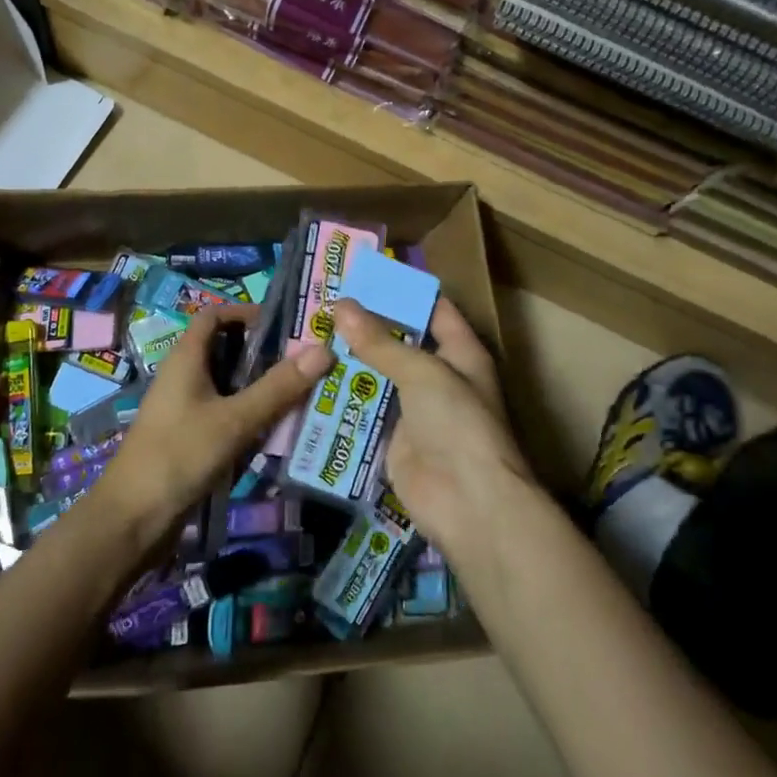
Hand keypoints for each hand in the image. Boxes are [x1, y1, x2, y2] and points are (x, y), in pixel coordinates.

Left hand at [102, 306, 332, 525]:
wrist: (133, 520)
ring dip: (262, 388)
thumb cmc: (179, 455)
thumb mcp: (234, 420)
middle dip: (265, 354)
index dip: (246, 313)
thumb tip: (324, 350)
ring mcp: (187, 410)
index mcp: (186, 359)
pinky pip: (227, 416)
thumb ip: (278, 387)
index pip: (214, 316)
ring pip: (230, 386)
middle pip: (227, 350)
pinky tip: (280, 430)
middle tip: (308, 361)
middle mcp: (184, 378)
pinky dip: (252, 416)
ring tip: (306, 393)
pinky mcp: (191, 438)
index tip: (286, 325)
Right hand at [333, 296, 532, 557]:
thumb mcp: (422, 373)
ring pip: (378, 377)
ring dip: (349, 361)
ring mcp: (415, 410)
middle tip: (322, 303)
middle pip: (399, 343)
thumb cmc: (457, 423)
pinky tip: (311, 381)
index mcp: (460, 352)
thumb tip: (342, 305)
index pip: (433, 309)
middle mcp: (438, 377)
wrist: (468, 501)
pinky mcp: (393, 439)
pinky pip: (365, 412)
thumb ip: (380, 342)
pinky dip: (343, 399)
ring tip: (308, 335)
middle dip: (365, 326)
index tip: (363, 274)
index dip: (402, 291)